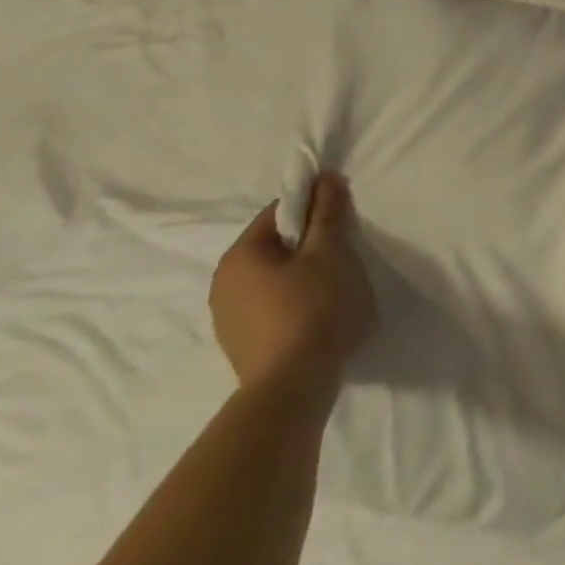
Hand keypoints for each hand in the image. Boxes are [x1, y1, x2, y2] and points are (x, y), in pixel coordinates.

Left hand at [211, 173, 378, 403]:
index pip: (278, 213)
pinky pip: (268, 308)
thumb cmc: (313, 308)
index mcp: (240, 254)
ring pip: (270, 280)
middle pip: (274, 247)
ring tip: (331, 291)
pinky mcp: (239, 344)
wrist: (292, 385)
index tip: (341, 222)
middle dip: (307, 246)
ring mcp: (226, 317)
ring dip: (299, 277)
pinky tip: (314, 318)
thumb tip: (325, 178)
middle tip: (341, 257)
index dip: (313, 210)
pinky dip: (291, 304)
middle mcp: (222, 282)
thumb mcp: (329, 253)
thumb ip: (327, 214)